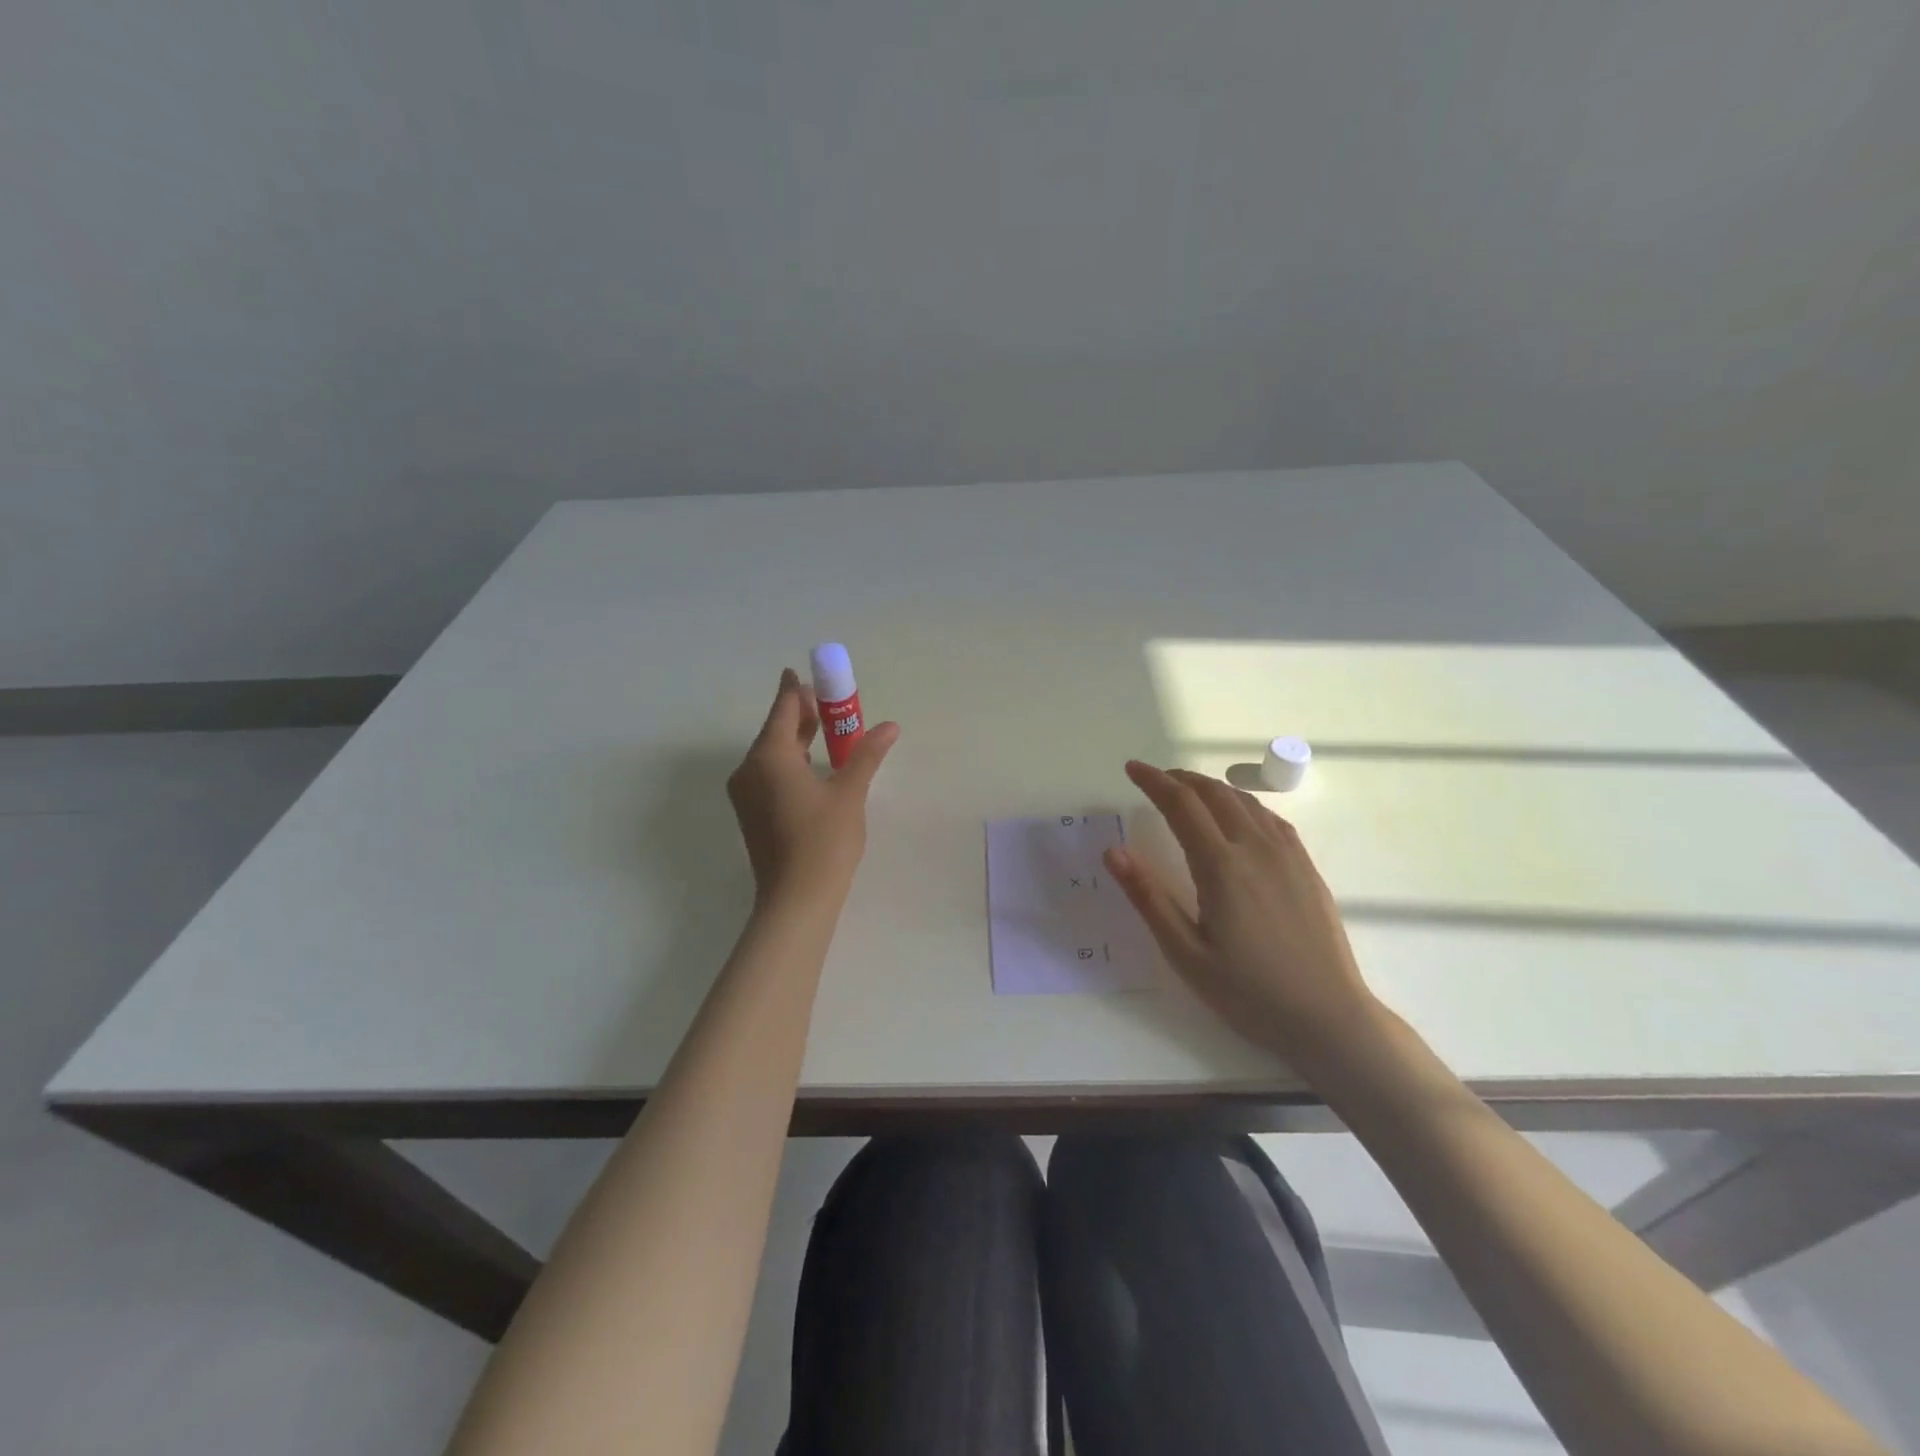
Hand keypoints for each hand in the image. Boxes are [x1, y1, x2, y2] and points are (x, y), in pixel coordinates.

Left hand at [727, 669, 898, 904]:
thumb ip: (867, 754)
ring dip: (797, 740)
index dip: (796, 689)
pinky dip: (790, 762)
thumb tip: (890, 726)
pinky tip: (813, 766)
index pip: (784, 709)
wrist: (796, 899)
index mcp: (769, 755)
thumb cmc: (824, 840)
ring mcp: (746, 793)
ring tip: (827, 731)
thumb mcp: (850, 792)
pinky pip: (769, 774)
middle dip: (801, 714)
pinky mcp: (751, 813)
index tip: (804, 673)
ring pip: (771, 753)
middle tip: (829, 702)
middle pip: (776, 730)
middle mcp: (749, 769)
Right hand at [1105, 761, 1383, 1073]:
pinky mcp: (1306, 868)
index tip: (1131, 768)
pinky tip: (1236, 816)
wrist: (1328, 1018)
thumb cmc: (1249, 992)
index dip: (1153, 781)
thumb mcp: (1186, 953)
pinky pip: (1270, 818)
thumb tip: (1113, 851)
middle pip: (1213, 794)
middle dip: (1179, 779)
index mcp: (1221, 866)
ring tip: (1188, 791)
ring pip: (1244, 801)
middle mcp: (1256, 848)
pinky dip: (1242, 803)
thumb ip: (1148, 898)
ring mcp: (1287, 855)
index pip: (1181, 805)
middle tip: (1154, 778)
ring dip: (1211, 788)